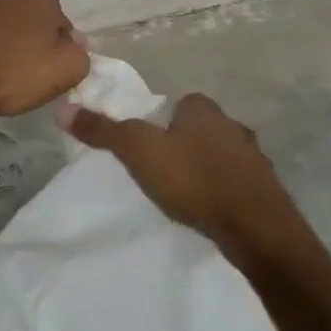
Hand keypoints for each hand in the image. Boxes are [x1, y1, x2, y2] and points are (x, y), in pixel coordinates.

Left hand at [0, 0, 90, 122]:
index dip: (58, 43)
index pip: (59, 20)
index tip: (50, 66)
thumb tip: (72, 43)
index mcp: (40, 1)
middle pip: (27, 15)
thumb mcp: (68, 71)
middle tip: (24, 66)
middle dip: (28, 34)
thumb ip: (80, 53)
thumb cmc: (16, 76)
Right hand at [61, 93, 314, 269]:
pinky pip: (238, 181)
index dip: (163, 121)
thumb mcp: (138, 151)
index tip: (149, 145)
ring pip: (222, 154)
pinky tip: (213, 208)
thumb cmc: (193, 180)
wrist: (254, 226)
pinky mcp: (267, 188)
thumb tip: (63, 109)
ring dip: (207, 167)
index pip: (180, 103)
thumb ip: (103, 130)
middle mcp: (233, 124)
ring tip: (187, 192)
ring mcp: (255, 157)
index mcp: (204, 109)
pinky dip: (225, 190)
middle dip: (186, 143)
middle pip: (202, 127)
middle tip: (164, 169)